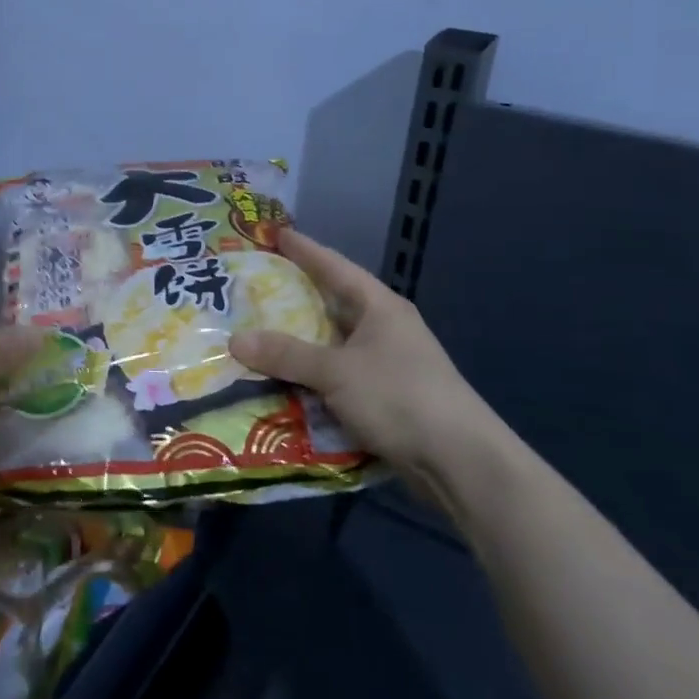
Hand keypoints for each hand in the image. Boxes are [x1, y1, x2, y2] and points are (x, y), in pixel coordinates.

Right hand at [229, 229, 496, 481]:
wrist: (462, 463)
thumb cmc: (400, 397)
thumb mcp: (337, 371)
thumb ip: (286, 355)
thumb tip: (236, 340)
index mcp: (379, 307)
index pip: (334, 267)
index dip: (304, 250)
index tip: (275, 234)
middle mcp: (384, 329)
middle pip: (332, 305)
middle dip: (294, 300)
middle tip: (254, 289)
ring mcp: (387, 364)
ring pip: (333, 345)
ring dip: (300, 345)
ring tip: (257, 337)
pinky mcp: (386, 398)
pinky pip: (338, 378)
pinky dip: (313, 378)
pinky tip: (283, 384)